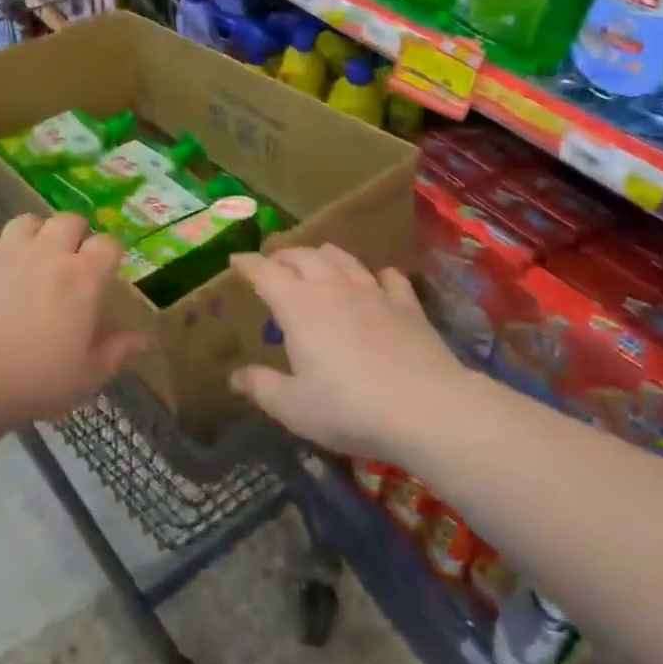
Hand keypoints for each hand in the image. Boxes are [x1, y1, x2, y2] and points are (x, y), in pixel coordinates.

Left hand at [0, 213, 145, 426]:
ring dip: (33, 234)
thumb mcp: (86, 376)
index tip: (107, 269)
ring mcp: (7, 250)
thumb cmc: (35, 379)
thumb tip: (143, 339)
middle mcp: (48, 252)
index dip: (110, 253)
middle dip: (74, 233)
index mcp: (82, 278)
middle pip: (69, 220)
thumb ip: (117, 352)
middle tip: (69, 259)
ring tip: (29, 257)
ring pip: (27, 221)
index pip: (108, 244)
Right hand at [229, 245, 458, 460]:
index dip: (247, 264)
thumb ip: (261, 388)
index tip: (235, 261)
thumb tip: (235, 376)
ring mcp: (373, 293)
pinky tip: (380, 278)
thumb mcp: (294, 408)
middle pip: (303, 256)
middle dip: (283, 255)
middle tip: (273, 262)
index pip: (265, 272)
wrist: (427, 409)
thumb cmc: (350, 408)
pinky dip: (379, 275)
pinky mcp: (407, 306)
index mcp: (298, 306)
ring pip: (344, 259)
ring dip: (324, 254)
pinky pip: (391, 279)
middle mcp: (332, 288)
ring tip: (317, 257)